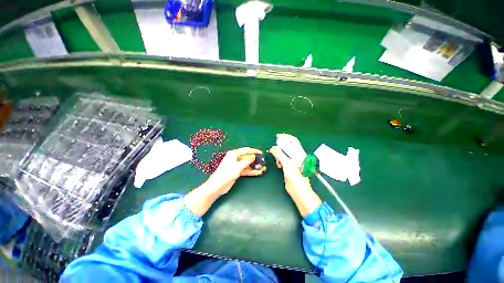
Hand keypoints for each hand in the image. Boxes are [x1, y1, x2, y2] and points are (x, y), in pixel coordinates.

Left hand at [184, 147, 265, 215]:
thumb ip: (247, 161)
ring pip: (247, 164)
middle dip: (255, 160)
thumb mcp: (238, 166)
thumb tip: (254, 156)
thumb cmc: (227, 173)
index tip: (261, 153)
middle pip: (247, 157)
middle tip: (263, 162)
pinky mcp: (237, 172)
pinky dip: (251, 171)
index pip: (246, 150)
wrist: (218, 185)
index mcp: (234, 154)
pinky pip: (246, 170)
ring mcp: (236, 165)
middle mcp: (235, 158)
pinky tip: (259, 172)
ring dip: (255, 166)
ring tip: (263, 168)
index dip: (254, 151)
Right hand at [269, 134, 310, 195]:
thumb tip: (273, 148)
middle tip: (274, 152)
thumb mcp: (287, 165)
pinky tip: (279, 165)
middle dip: (280, 148)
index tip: (277, 137)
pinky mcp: (290, 167)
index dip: (285, 137)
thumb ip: (280, 155)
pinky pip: (283, 159)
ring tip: (278, 162)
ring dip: (279, 156)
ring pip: (284, 153)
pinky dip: (279, 161)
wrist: (299, 193)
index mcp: (299, 154)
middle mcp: (297, 156)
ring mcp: (293, 162)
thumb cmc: (296, 179)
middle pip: (287, 146)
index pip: (293, 140)